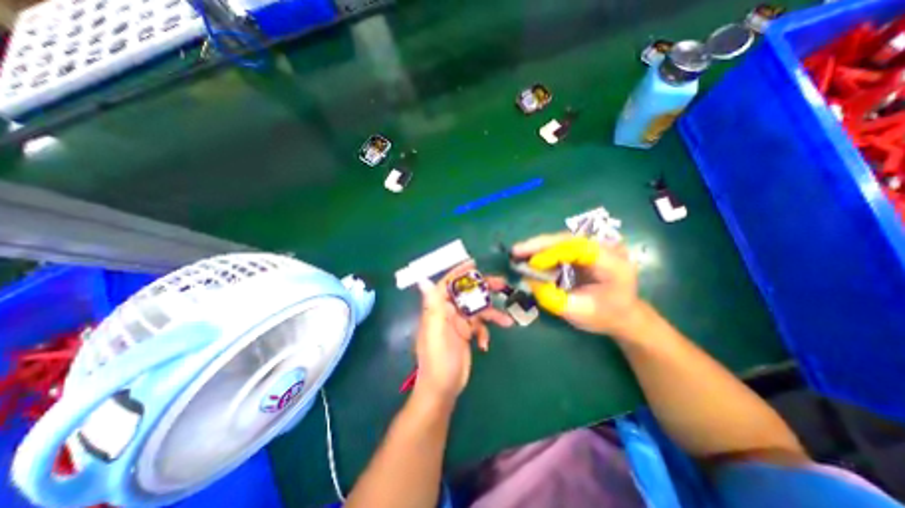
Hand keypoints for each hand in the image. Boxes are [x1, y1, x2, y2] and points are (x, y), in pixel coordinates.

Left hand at [414, 263, 510, 404]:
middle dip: (483, 289)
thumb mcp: (435, 331)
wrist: (443, 389)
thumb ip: (432, 305)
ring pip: (476, 310)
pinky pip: (479, 327)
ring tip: (507, 320)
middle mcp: (447, 312)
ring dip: (491, 314)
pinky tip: (485, 344)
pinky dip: (485, 332)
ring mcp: (457, 324)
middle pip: (467, 294)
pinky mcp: (465, 335)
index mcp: (438, 309)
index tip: (474, 264)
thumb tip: (422, 280)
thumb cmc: (437, 359)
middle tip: (502, 284)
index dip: (459, 273)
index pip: (448, 284)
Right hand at [517, 233, 642, 336]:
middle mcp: (606, 248)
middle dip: (540, 245)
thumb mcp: (579, 313)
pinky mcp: (585, 250)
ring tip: (518, 253)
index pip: (579, 248)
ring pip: (561, 240)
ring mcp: (596, 246)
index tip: (532, 263)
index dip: (553, 253)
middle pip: (568, 239)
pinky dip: (544, 251)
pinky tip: (529, 256)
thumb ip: (554, 298)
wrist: (624, 314)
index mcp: (613, 263)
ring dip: (538, 246)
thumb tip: (529, 280)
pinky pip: (561, 246)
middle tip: (516, 251)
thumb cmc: (605, 316)